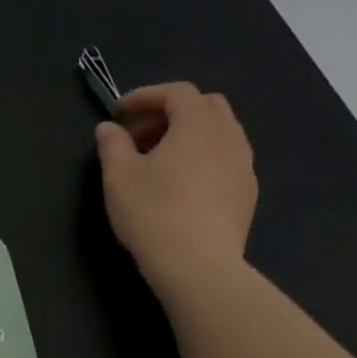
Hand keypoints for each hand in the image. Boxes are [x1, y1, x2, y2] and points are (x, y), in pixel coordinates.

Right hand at [96, 83, 255, 300]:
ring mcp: (244, 166)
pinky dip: (203, 158)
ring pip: (219, 133)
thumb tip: (109, 128)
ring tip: (159, 161)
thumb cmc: (153, 213)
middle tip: (140, 135)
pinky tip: (181, 185)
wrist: (198, 265)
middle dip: (171, 112)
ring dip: (188, 135)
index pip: (177, 92)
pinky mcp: (247, 193)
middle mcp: (229, 137)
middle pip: (206, 106)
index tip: (119, 113)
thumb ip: (112, 144)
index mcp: (197, 125)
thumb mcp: (118, 176)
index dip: (146, 96)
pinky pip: (226, 159)